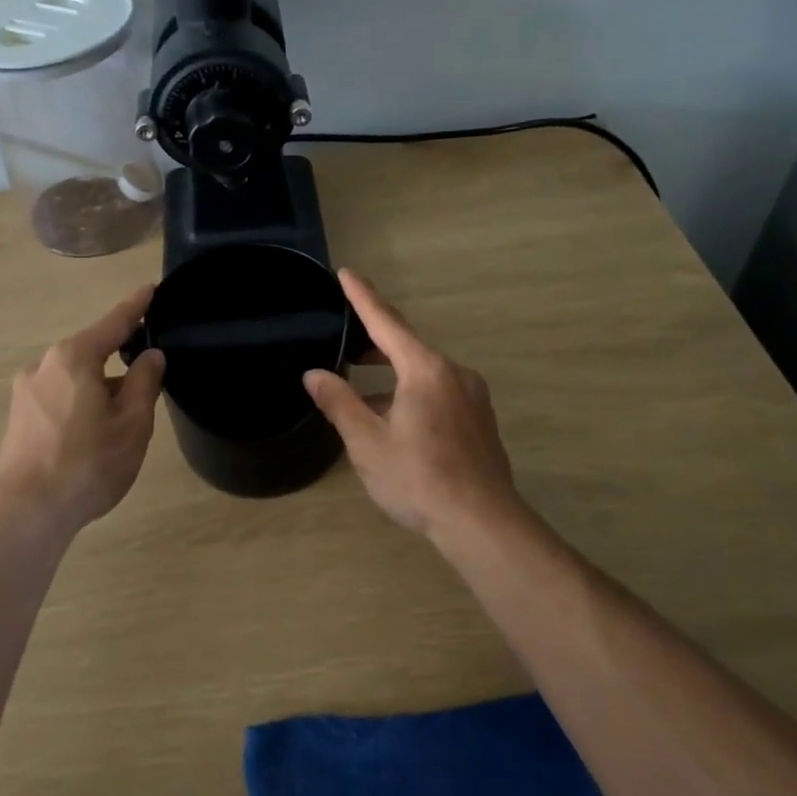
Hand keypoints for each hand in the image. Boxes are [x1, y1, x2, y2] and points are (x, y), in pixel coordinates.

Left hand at [0, 284, 166, 533]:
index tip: (152, 289)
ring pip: (75, 379)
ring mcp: (25, 392)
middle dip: (120, 361)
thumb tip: (151, 355)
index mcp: (74, 357)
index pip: (114, 322)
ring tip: (122, 421)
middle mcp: (44, 365)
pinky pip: (59, 398)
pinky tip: (92, 435)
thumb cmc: (87, 463)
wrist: (26, 514)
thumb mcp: (132, 423)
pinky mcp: (18, 418)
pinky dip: (81, 405)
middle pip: (91, 352)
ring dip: (100, 389)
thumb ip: (145, 382)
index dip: (137, 306)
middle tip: (147, 382)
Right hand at [303, 270, 524, 540]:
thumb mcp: (367, 442)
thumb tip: (314, 375)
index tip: (347, 273)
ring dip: (391, 374)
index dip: (363, 298)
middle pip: (407, 345)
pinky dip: (410, 392)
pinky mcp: (479, 420)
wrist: (482, 522)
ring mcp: (471, 397)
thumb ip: (339, 403)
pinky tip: (393, 418)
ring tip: (360, 389)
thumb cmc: (418, 478)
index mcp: (425, 370)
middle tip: (344, 340)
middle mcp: (454, 373)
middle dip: (374, 341)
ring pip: (423, 372)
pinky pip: (438, 392)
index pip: (386, 323)